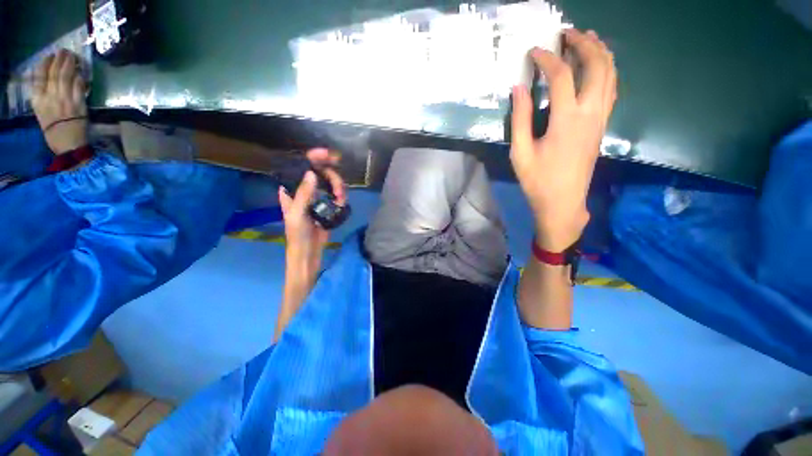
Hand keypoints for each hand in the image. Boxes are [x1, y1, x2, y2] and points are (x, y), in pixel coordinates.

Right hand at [31, 49, 88, 154]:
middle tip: (64, 51)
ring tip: (72, 56)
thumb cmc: (53, 131)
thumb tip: (47, 82)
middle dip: (60, 60)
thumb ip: (43, 97)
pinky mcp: (78, 104)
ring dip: (70, 64)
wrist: (68, 145)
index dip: (45, 64)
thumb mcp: (41, 113)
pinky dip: (79, 77)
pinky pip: (79, 86)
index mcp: (38, 100)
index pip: (39, 76)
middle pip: (55, 73)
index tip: (49, 55)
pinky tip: (80, 71)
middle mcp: (50, 97)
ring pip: (67, 77)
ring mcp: (65, 99)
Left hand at [278, 148, 345, 290]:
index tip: (326, 154)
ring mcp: (318, 197)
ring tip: (341, 197)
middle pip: (320, 172)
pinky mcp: (328, 205)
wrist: (309, 251)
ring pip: (331, 182)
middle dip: (332, 175)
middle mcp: (305, 190)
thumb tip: (312, 174)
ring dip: (339, 186)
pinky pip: (337, 194)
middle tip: (339, 187)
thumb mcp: (297, 214)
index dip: (312, 158)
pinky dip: (341, 196)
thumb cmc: (297, 234)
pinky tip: (341, 202)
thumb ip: (304, 194)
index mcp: (292, 190)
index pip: (301, 167)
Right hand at [510, 29, 616, 251]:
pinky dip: (607, 70)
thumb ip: (520, 119)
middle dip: (583, 43)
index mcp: (567, 119)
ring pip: (611, 74)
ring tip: (587, 39)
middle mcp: (590, 112)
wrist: (563, 202)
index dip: (547, 59)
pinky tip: (597, 67)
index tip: (533, 51)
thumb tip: (519, 89)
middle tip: (567, 33)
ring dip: (600, 52)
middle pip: (597, 65)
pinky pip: (611, 88)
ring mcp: (601, 118)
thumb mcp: (520, 152)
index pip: (561, 76)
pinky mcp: (603, 126)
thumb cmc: (538, 180)